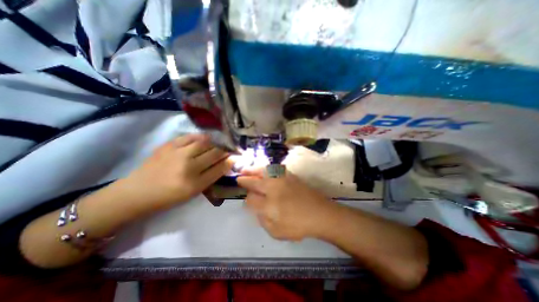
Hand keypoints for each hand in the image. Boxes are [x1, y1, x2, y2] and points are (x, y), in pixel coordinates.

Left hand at [123, 133, 232, 208]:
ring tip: (220, 143)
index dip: (231, 160)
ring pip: (205, 143)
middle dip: (226, 150)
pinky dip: (200, 136)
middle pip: (215, 153)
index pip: (220, 168)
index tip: (237, 156)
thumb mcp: (193, 192)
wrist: (137, 192)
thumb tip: (226, 164)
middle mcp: (188, 167)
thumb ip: (211, 177)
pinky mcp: (168, 145)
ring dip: (216, 142)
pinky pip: (190, 136)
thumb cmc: (169, 196)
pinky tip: (205, 138)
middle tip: (231, 148)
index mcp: (195, 184)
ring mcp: (177, 154)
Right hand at [238, 169, 332, 241]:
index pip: (251, 199)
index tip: (248, 200)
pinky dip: (266, 168)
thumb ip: (263, 220)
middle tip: (239, 178)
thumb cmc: (299, 226)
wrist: (320, 213)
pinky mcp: (290, 176)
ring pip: (263, 172)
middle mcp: (273, 189)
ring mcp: (282, 180)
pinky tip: (263, 169)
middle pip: (255, 182)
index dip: (248, 200)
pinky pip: (274, 169)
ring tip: (246, 169)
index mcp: (269, 205)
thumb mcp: (277, 232)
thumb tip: (256, 208)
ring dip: (253, 170)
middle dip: (245, 180)